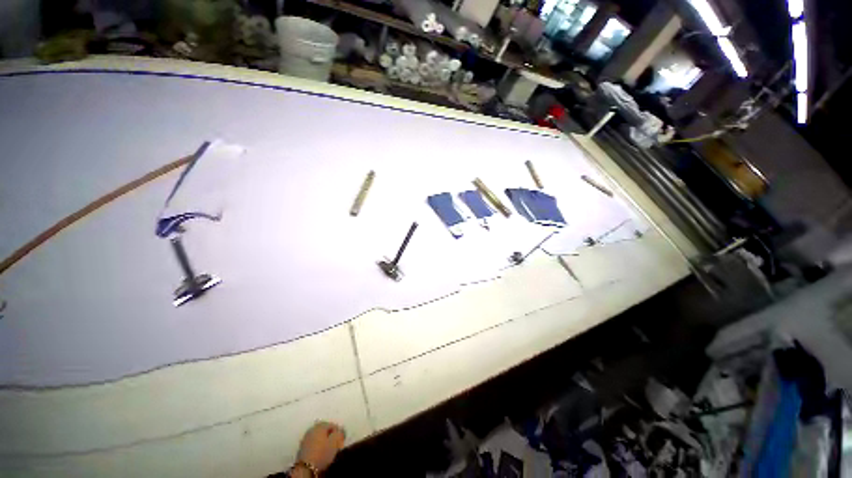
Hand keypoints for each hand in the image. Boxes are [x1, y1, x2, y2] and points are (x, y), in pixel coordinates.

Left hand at [295, 421, 345, 473]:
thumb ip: (340, 433)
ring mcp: (306, 438)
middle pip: (325, 431)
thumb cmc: (322, 453)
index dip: (338, 433)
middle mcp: (312, 429)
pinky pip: (314, 443)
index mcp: (320, 425)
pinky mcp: (302, 448)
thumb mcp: (335, 442)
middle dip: (331, 436)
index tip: (341, 441)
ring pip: (319, 437)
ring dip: (324, 442)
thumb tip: (341, 431)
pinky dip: (318, 446)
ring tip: (328, 450)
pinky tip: (320, 453)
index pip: (333, 425)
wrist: (305, 468)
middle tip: (335, 445)